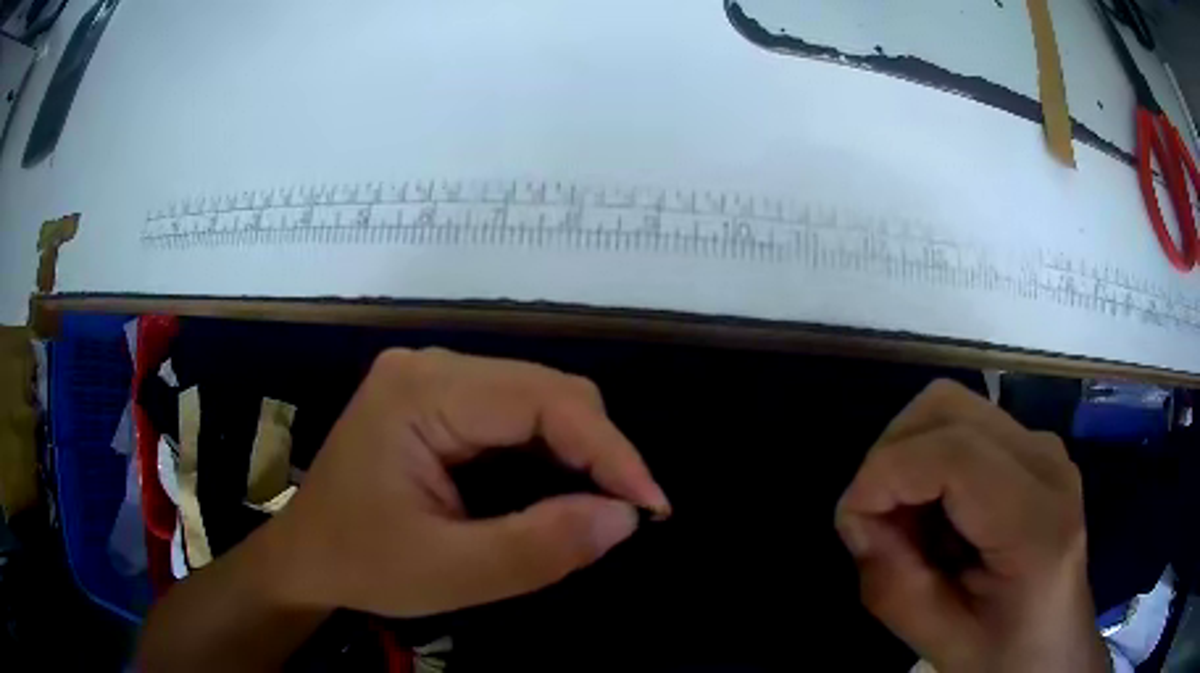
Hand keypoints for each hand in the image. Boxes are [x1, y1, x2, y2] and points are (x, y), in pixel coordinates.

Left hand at [265, 348, 669, 616]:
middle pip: (544, 390)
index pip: (542, 400)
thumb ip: (538, 548)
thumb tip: (623, 516)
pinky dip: (549, 450)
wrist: (305, 555)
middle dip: (597, 450)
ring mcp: (430, 377)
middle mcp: (429, 367)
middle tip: (625, 512)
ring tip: (599, 503)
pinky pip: (513, 413)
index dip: (609, 449)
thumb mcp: (449, 574)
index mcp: (421, 392)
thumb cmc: (362, 564)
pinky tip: (557, 487)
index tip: (650, 505)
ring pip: (535, 398)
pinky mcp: (435, 398)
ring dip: (578, 450)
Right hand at [835, 380, 1108, 672]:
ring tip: (909, 523)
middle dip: (891, 457)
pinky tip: (938, 517)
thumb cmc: (1006, 657)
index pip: (953, 453)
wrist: (1057, 648)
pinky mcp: (1034, 450)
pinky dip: (931, 461)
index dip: (885, 474)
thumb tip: (860, 520)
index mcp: (1036, 522)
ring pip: (952, 407)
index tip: (852, 525)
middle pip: (947, 407)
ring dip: (909, 457)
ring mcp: (1043, 447)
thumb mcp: (942, 643)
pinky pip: (966, 427)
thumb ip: (893, 584)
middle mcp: (1046, 461)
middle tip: (879, 525)